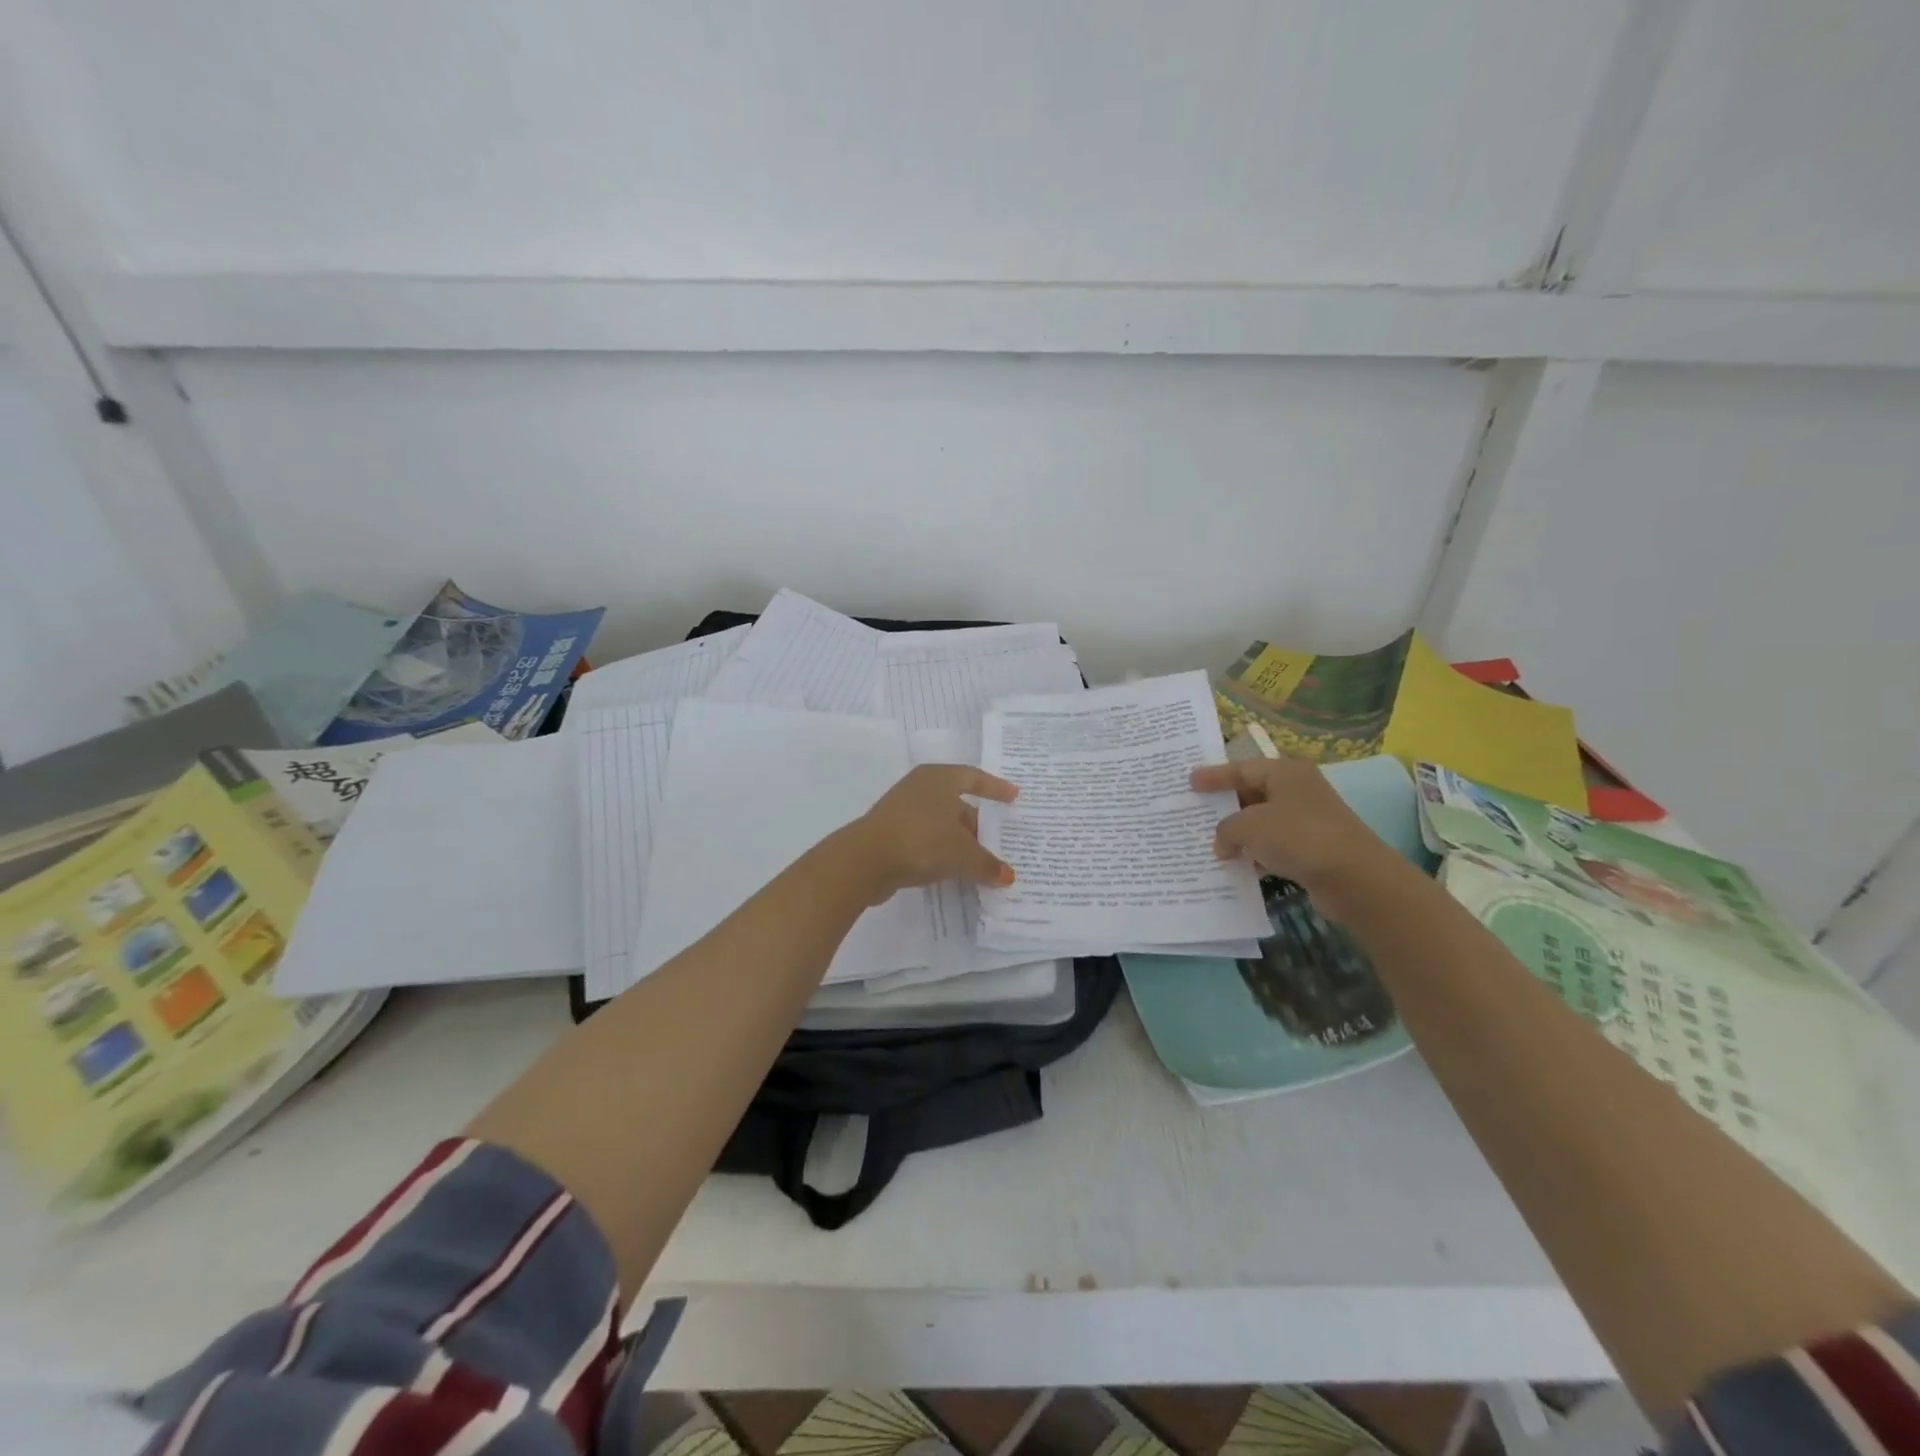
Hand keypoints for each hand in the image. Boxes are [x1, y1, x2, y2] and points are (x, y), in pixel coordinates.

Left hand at [842, 764, 1018, 901]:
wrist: (865, 860)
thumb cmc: (921, 840)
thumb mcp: (962, 853)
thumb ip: (987, 863)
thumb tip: (1008, 876)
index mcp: (938, 778)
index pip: (974, 778)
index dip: (995, 788)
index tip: (1013, 797)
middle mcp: (919, 788)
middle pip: (957, 804)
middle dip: (978, 825)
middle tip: (999, 843)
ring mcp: (902, 811)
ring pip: (941, 824)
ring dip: (960, 842)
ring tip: (980, 862)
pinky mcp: (890, 834)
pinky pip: (926, 840)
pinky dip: (941, 852)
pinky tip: (953, 871)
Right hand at [1189, 756, 1397, 903]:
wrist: (1354, 878)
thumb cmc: (1298, 836)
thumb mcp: (1248, 826)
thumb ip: (1225, 829)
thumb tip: (1223, 843)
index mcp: (1285, 772)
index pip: (1241, 768)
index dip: (1213, 776)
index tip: (1189, 781)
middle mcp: (1297, 791)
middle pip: (1252, 793)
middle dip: (1224, 805)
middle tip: (1195, 810)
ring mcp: (1307, 821)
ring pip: (1262, 822)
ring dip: (1238, 834)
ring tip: (1208, 842)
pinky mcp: (1312, 849)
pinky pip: (1273, 847)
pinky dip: (1255, 854)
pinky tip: (1236, 866)